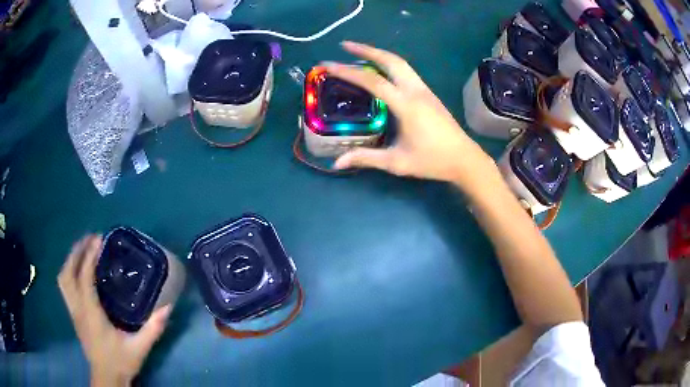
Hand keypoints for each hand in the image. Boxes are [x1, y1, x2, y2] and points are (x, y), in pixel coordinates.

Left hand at [58, 235, 170, 386]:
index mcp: (91, 313)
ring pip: (63, 279)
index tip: (98, 239)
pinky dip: (69, 271)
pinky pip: (65, 286)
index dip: (89, 256)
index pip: (84, 277)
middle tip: (89, 238)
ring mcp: (73, 311)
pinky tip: (78, 270)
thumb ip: (153, 328)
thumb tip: (167, 307)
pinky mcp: (73, 315)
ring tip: (82, 249)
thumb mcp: (139, 348)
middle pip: (68, 273)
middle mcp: (78, 308)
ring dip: (70, 260)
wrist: (107, 378)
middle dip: (76, 252)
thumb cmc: (120, 362)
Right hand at [329, 42, 494, 185]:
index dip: (348, 71)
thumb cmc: (432, 161)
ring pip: (400, 63)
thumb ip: (366, 158)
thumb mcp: (397, 162)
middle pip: (390, 60)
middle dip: (366, 50)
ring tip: (359, 53)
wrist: (464, 159)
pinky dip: (389, 64)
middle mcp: (415, 91)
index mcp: (406, 105)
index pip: (373, 81)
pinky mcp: (429, 94)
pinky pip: (406, 71)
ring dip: (379, 54)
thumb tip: (337, 162)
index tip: (328, 65)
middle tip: (345, 46)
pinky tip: (380, 70)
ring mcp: (424, 90)